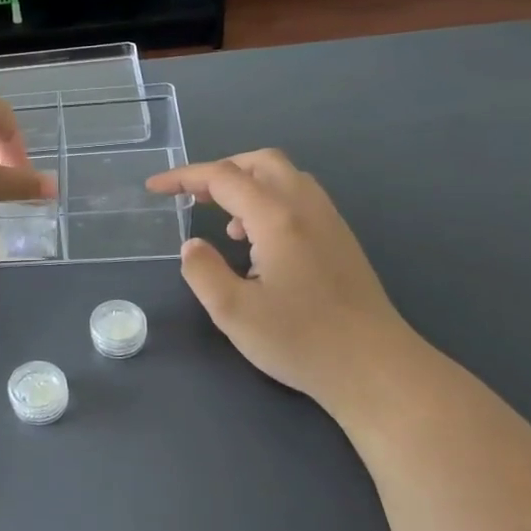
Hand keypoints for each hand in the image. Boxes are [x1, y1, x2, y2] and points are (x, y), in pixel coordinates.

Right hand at [148, 150, 415, 405]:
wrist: (375, 367)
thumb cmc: (300, 340)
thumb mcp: (233, 312)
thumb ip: (203, 271)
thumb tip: (192, 245)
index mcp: (277, 218)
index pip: (223, 177)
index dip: (184, 177)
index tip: (155, 188)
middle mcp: (306, 208)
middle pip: (260, 162)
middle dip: (221, 170)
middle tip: (193, 196)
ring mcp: (330, 222)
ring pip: (285, 178)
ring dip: (248, 185)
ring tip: (224, 223)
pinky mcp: (341, 240)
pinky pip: (300, 199)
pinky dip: (269, 202)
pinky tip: (259, 244)